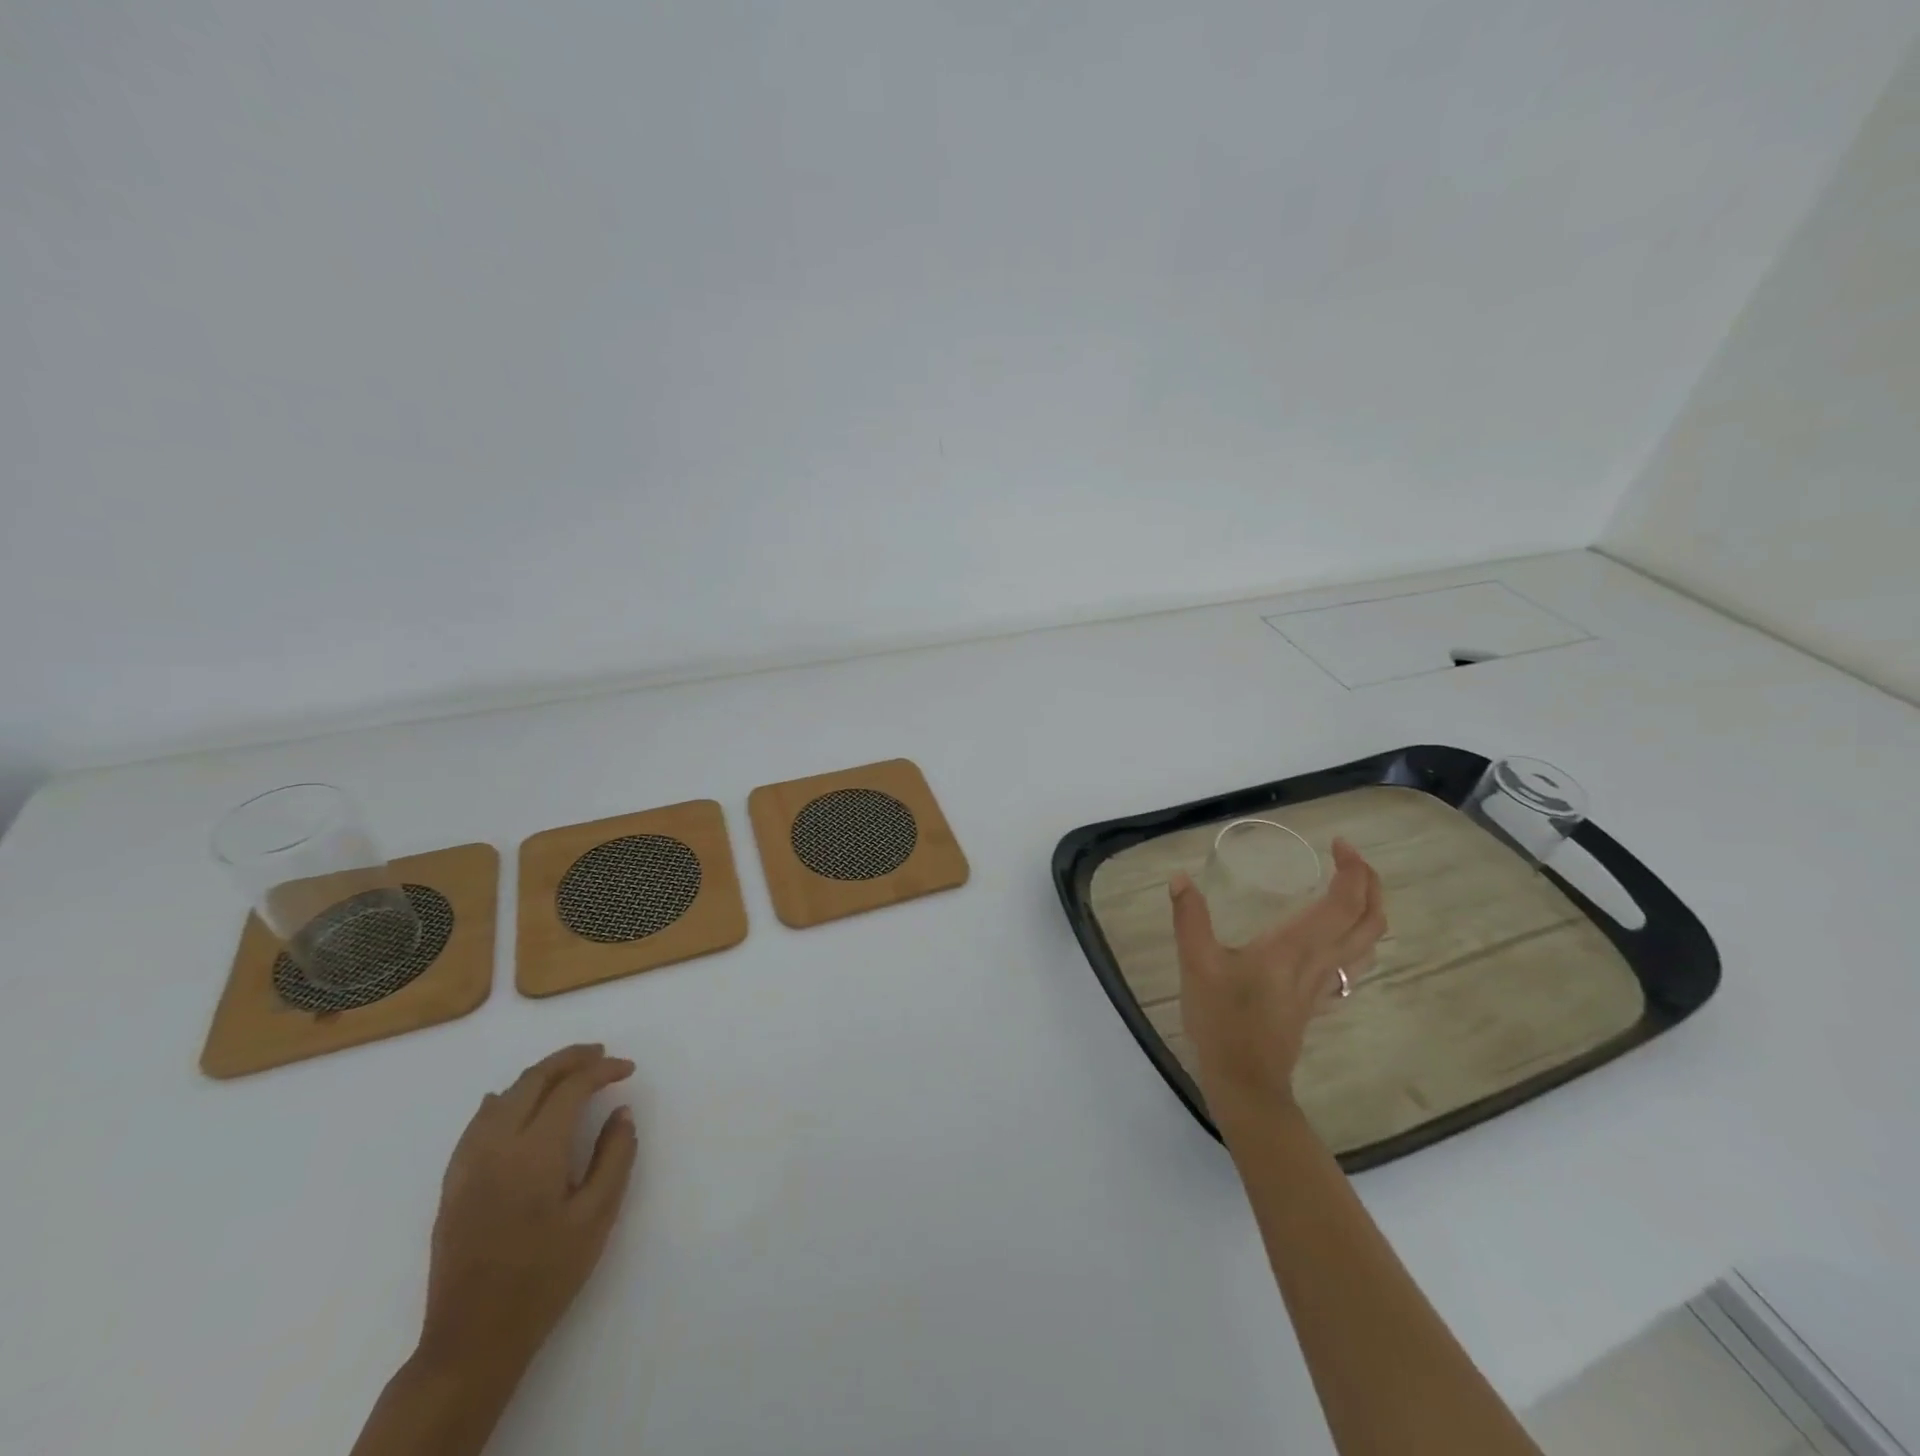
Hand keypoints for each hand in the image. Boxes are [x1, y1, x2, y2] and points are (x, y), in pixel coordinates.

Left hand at [419, 1044, 638, 1376]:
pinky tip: (509, 1101)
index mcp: (535, 1152)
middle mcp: (496, 1146)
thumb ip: (615, 1156)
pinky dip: (503, 1100)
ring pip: (504, 1096)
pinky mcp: (452, 1184)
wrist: (473, 1340)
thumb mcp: (597, 1217)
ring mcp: (468, 1164)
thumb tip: (620, 1111)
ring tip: (568, 1072)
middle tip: (601, 1055)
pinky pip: (477, 1123)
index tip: (628, 1069)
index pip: (571, 1088)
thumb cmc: (545, 1277)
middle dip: (570, 1060)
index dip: (602, 1070)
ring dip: (538, 1075)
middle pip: (533, 1080)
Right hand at [1171, 838, 1385, 1121]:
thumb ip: (1190, 918)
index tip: (1337, 844)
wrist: (1245, 1082)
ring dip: (1371, 911)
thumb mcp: (1197, 964)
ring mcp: (1322, 985)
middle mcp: (1319, 962)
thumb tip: (1180, 878)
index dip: (1351, 870)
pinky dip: (1357, 941)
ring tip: (1353, 889)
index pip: (1343, 903)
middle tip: (1350, 858)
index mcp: (1295, 947)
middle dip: (1371, 884)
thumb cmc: (1222, 1021)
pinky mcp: (1316, 1002)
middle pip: (1369, 921)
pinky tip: (1338, 939)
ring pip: (1368, 945)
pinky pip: (1352, 965)